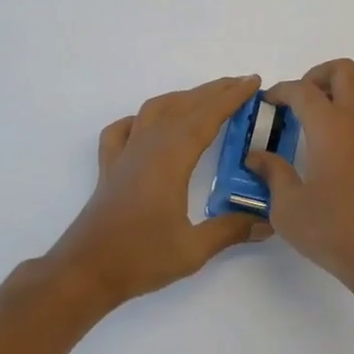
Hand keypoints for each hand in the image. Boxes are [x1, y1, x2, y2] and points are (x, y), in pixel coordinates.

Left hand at [53, 74, 272, 305]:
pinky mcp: (109, 168)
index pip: (205, 117)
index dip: (231, 98)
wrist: (85, 271)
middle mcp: (147, 147)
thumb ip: (231, 231)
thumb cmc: (140, 258)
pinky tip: (148, 125)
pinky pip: (123, 130)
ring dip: (182, 98)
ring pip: (154, 111)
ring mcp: (124, 155)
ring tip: (205, 98)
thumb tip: (268, 222)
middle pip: (183, 107)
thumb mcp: (193, 250)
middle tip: (241, 84)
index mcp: (170, 159)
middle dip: (214, 91)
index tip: (252, 82)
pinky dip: (139, 119)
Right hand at [248, 59, 353, 294]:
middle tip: (303, 98)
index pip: (302, 90)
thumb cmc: (334, 231)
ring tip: (331, 112)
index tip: (271, 100)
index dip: (282, 90)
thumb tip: (257, 157)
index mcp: (329, 127)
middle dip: (319, 75)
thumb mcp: (288, 208)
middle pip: (344, 71)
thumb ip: (272, 174)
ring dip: (350, 89)